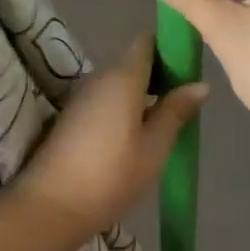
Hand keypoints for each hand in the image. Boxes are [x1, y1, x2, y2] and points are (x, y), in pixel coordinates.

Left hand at [13, 33, 208, 246]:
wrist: (49, 208)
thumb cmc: (111, 176)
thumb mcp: (154, 147)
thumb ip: (176, 111)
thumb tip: (200, 84)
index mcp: (123, 77)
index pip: (146, 42)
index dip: (169, 49)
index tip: (189, 70)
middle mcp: (99, 78)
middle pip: (134, 62)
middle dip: (160, 76)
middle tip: (184, 104)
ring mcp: (82, 98)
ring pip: (120, 84)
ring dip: (143, 96)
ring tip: (165, 124)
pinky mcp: (72, 118)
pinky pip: (106, 101)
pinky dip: (125, 109)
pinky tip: (137, 138)